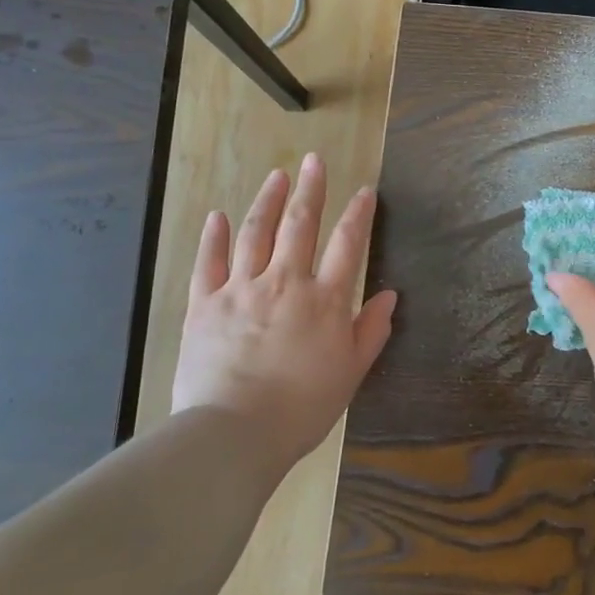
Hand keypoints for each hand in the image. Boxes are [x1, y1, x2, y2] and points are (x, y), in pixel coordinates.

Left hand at [171, 155, 396, 471]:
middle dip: (310, 189)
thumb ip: (371, 330)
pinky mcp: (204, 304)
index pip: (348, 244)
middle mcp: (285, 282)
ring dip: (267, 200)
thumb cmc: (302, 408)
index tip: (364, 190)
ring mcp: (241, 289)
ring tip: (276, 175)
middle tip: (314, 160)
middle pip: (301, 225)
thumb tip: (390, 295)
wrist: (234, 434)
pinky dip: (214, 237)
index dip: (358, 214)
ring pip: (256, 233)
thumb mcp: (350, 373)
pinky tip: (219, 216)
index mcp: (325, 300)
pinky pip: (209, 262)